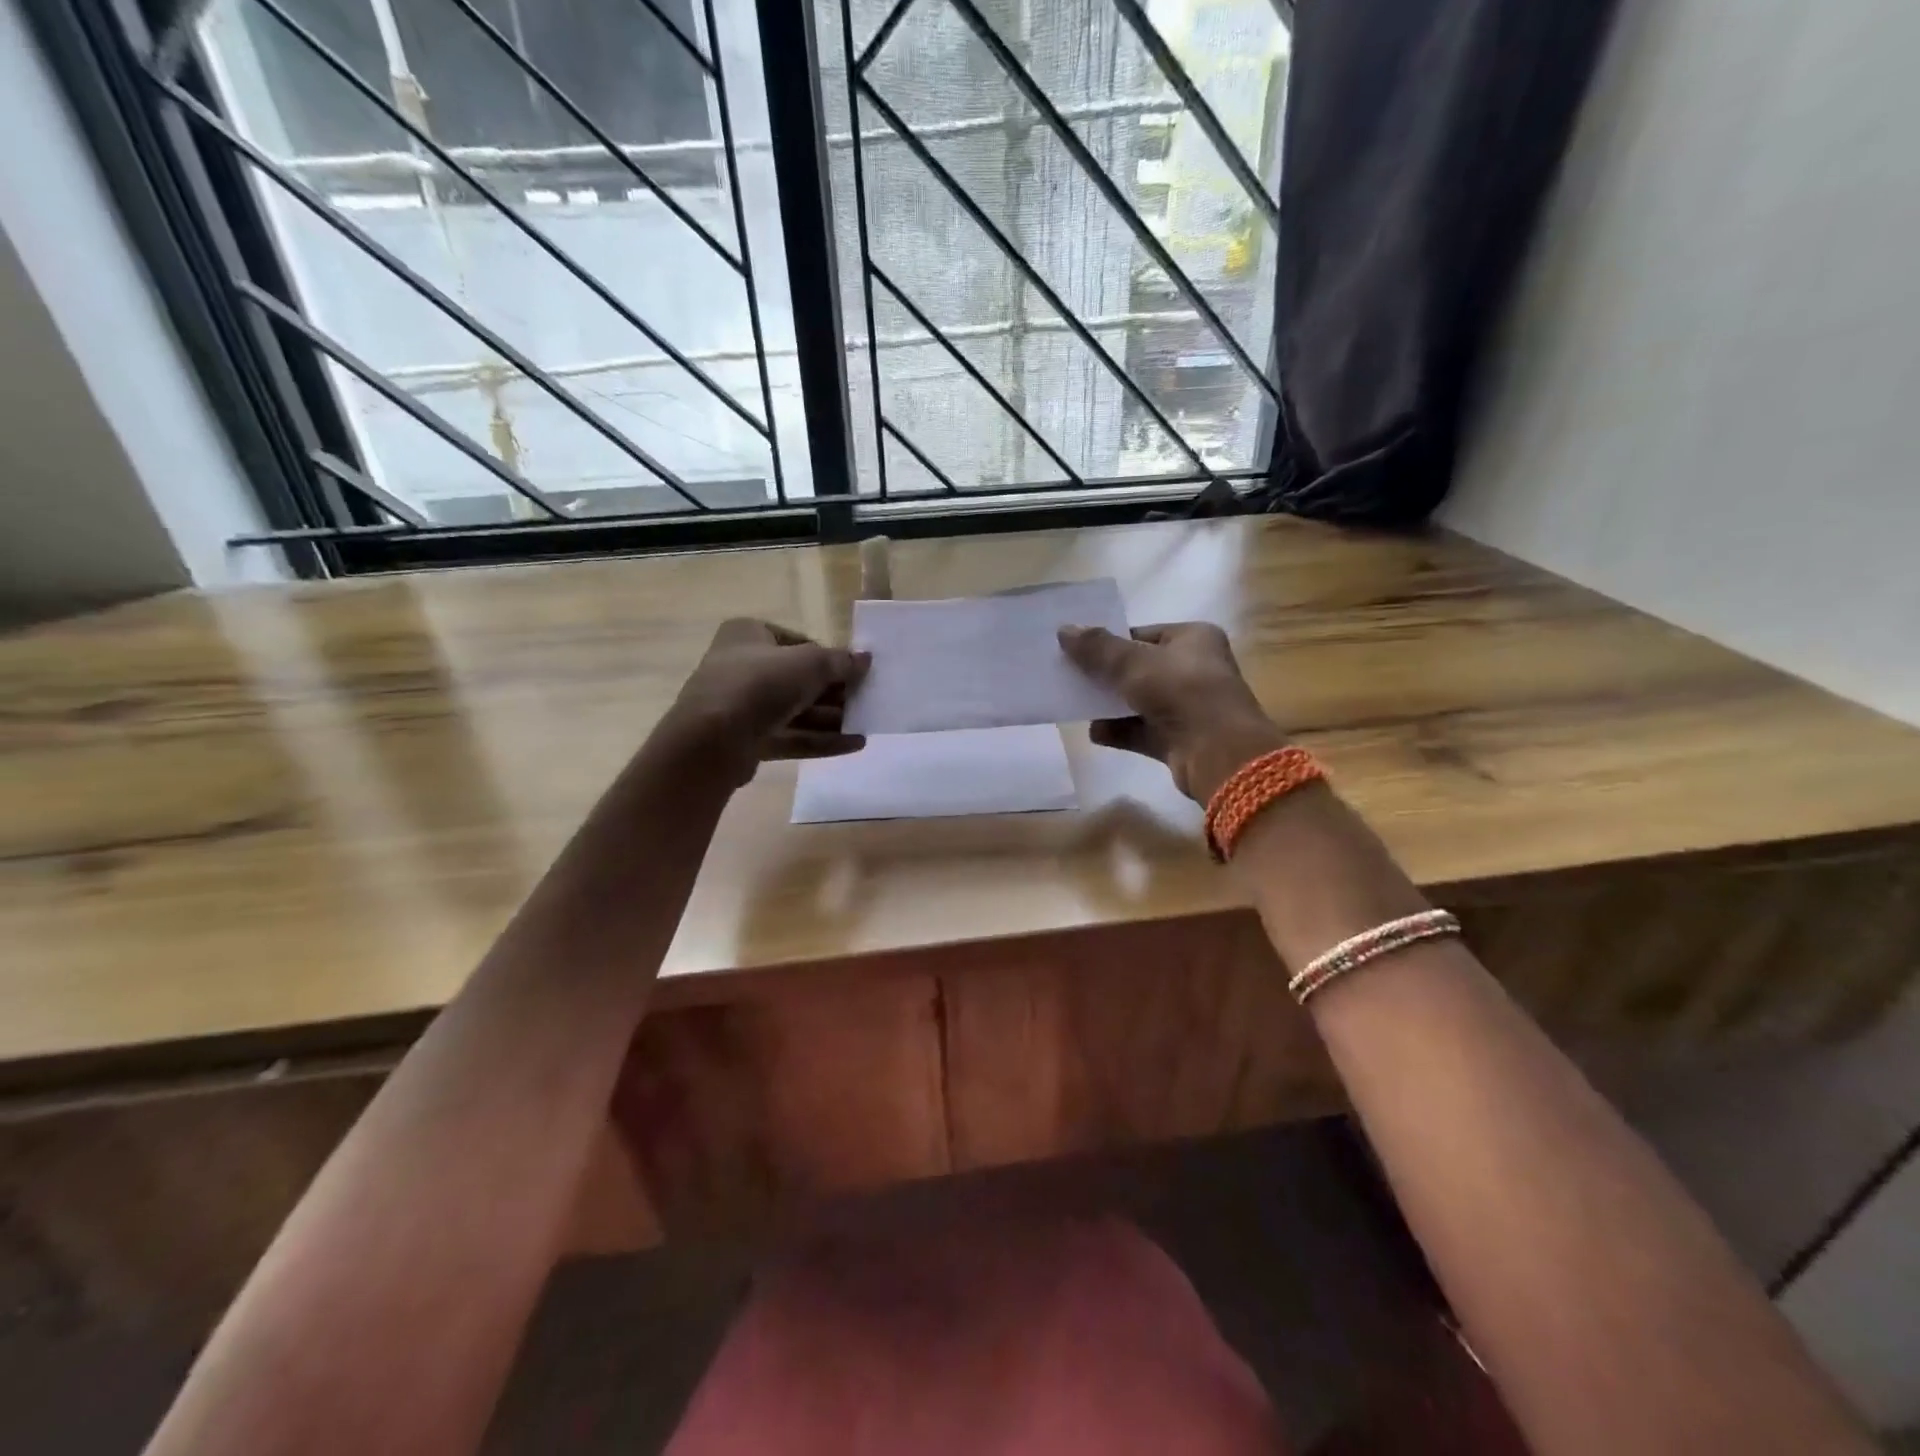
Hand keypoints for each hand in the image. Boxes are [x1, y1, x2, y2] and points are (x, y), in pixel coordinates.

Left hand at [669, 619, 869, 783]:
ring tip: (866, 725)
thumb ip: (841, 661)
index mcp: (749, 634)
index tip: (855, 672)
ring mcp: (742, 706)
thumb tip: (865, 659)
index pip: (798, 642)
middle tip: (865, 701)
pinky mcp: (748, 740)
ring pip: (796, 710)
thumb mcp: (810, 663)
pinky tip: (854, 745)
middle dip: (834, 693)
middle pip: (798, 679)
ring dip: (832, 719)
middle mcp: (741, 666)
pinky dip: (821, 740)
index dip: (829, 657)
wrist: (713, 739)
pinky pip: (791, 736)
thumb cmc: (761, 683)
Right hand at [1059, 621, 1286, 802]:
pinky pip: (1140, 731)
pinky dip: (1118, 731)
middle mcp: (1193, 669)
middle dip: (1105, 674)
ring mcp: (1187, 707)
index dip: (1110, 641)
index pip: (1143, 634)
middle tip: (1070, 676)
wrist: (1218, 753)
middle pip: (1138, 668)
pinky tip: (1094, 733)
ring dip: (1109, 705)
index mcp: (1194, 638)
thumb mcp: (1133, 663)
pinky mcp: (1178, 739)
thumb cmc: (1181, 692)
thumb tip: (1064, 629)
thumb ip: (1097, 648)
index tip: (1077, 650)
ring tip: (1075, 703)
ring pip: (1138, 701)